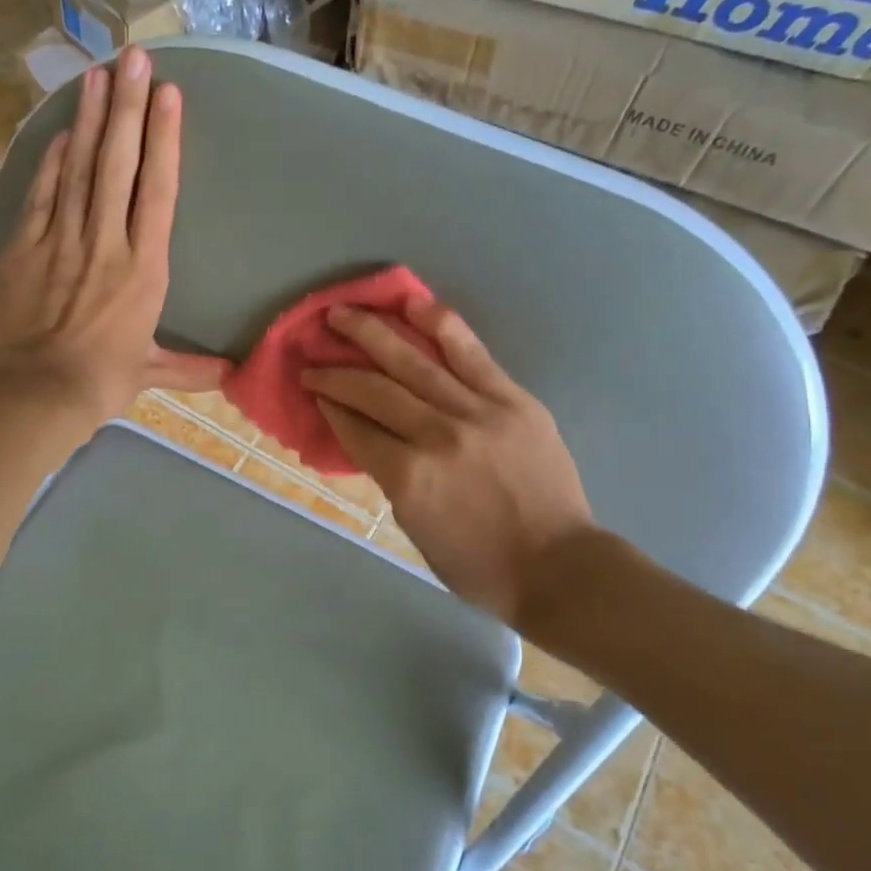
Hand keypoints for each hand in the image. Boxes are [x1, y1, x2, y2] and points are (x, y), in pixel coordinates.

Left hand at [0, 47, 228, 431]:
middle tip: (133, 58)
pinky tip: (60, 132)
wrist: (38, 391)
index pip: (158, 191)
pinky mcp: (25, 247)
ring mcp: (62, 240)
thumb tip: (234, 375)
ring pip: (79, 169)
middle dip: (127, 108)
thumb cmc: (101, 380)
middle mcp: (107, 242)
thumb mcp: (150, 372)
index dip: (164, 139)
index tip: (168, 95)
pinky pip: (42, 194)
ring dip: (89, 120)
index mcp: (144, 268)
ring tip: (97, 75)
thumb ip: (191, 367)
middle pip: (118, 164)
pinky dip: (51, 161)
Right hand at [301, 295, 594, 620]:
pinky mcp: (512, 399)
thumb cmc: (479, 564)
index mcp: (408, 477)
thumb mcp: (414, 528)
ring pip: (413, 361)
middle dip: (335, 371)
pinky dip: (440, 325)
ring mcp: (477, 412)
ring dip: (371, 333)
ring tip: (342, 313)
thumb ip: (390, 477)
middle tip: (312, 355)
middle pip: (374, 389)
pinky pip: (470, 353)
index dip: (328, 406)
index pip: (355, 429)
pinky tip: (412, 303)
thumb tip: (370, 435)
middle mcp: (435, 436)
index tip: (312, 388)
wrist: (559, 567)